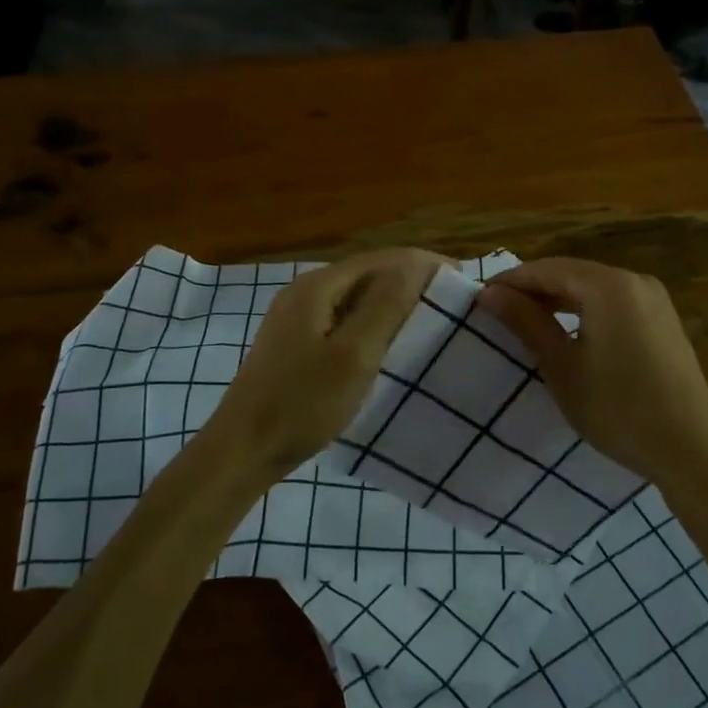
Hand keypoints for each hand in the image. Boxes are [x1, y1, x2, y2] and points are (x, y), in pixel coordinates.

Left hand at [208, 247, 446, 475]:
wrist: (244, 449)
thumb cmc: (303, 403)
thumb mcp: (354, 354)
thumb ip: (386, 304)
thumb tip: (418, 262)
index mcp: (319, 285)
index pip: (385, 258)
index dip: (425, 265)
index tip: (463, 284)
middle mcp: (306, 290)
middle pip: (370, 274)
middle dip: (412, 283)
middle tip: (451, 307)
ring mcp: (296, 316)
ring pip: (357, 298)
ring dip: (393, 304)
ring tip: (429, 325)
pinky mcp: (295, 342)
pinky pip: (344, 319)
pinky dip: (372, 324)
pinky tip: (389, 345)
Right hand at [478, 257, 707, 486]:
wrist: (690, 449)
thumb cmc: (617, 409)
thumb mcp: (562, 366)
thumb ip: (526, 322)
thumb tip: (490, 293)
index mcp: (609, 286)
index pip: (547, 269)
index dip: (511, 281)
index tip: (479, 300)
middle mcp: (635, 280)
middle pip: (572, 273)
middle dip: (534, 289)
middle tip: (499, 313)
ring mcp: (654, 299)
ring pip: (593, 287)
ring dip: (559, 299)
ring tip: (527, 322)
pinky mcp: (663, 320)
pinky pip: (614, 302)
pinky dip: (586, 310)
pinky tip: (569, 332)